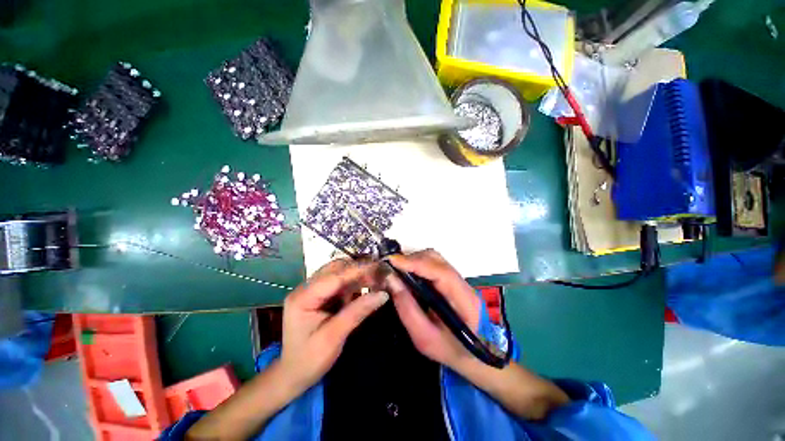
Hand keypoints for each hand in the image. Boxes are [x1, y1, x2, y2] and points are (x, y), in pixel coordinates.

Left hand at [280, 259, 388, 391]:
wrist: (293, 374)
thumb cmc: (310, 360)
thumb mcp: (334, 337)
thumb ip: (357, 312)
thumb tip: (383, 294)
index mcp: (303, 297)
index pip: (334, 277)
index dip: (358, 270)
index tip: (380, 267)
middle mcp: (306, 288)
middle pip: (335, 269)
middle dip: (359, 270)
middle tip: (381, 274)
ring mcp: (312, 290)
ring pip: (339, 273)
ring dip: (358, 275)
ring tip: (377, 280)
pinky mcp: (320, 295)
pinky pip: (340, 282)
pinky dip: (354, 283)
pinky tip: (366, 287)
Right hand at [385, 249, 480, 369]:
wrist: (470, 355)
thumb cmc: (448, 350)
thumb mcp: (424, 337)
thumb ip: (407, 309)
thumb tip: (391, 279)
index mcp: (464, 300)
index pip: (441, 272)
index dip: (416, 263)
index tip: (393, 261)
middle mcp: (463, 283)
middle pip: (436, 260)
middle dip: (411, 260)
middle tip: (390, 267)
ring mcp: (458, 279)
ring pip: (434, 259)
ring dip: (413, 260)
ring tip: (396, 270)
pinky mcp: (451, 279)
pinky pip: (432, 264)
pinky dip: (417, 264)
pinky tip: (407, 273)